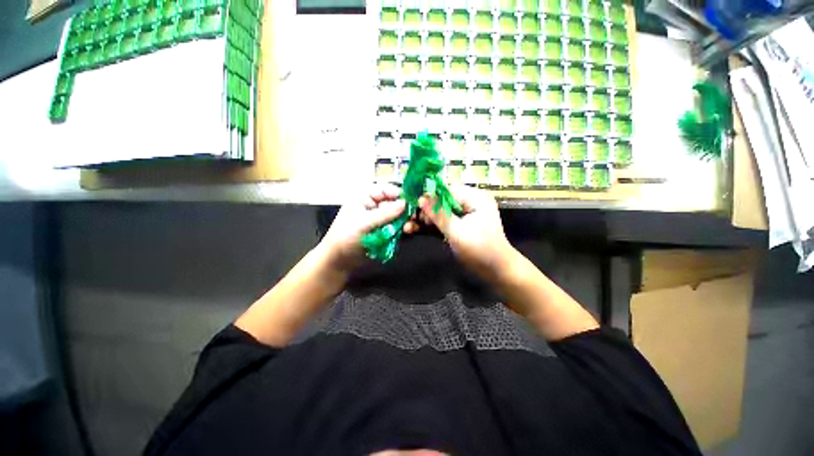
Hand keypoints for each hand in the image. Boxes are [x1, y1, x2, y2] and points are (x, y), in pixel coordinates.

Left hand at [319, 184, 405, 272]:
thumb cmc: (346, 237)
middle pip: (394, 203)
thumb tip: (405, 204)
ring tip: (408, 228)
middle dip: (403, 210)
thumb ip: (385, 214)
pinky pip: (396, 226)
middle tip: (412, 218)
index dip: (398, 194)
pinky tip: (405, 233)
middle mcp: (374, 206)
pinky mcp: (384, 231)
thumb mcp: (364, 223)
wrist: (339, 260)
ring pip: (397, 215)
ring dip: (403, 221)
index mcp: (365, 197)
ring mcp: (380, 219)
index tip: (410, 202)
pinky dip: (401, 229)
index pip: (385, 190)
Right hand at [408, 185, 514, 281]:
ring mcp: (462, 215)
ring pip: (438, 212)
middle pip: (440, 201)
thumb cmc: (481, 250)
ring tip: (408, 226)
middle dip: (424, 210)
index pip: (446, 191)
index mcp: (474, 198)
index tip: (413, 206)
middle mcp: (468, 202)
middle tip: (410, 219)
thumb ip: (439, 215)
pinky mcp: (457, 226)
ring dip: (424, 220)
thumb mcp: (458, 232)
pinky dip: (429, 227)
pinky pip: (441, 222)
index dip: (429, 197)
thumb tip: (421, 198)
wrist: (496, 272)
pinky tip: (413, 229)